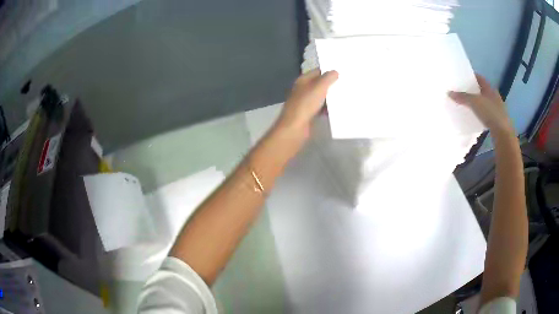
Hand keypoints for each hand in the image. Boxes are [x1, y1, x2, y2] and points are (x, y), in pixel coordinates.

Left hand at [274, 69, 338, 138]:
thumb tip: (335, 71)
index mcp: (303, 80)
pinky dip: (328, 108)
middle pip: (319, 84)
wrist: (295, 127)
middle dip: (331, 84)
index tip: (342, 71)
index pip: (317, 71)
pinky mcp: (309, 114)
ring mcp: (305, 102)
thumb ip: (327, 78)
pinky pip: (321, 108)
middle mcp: (303, 89)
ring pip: (321, 96)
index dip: (328, 71)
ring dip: (330, 97)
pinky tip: (337, 109)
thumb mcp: (319, 87)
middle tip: (346, 83)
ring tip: (345, 95)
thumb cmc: (306, 104)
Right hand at [448, 74, 513, 135]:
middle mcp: (494, 96)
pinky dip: (481, 113)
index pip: (479, 78)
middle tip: (462, 91)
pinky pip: (486, 113)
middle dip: (473, 90)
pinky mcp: (497, 120)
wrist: (503, 133)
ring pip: (484, 102)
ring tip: (467, 104)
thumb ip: (462, 97)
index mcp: (490, 88)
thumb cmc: (490, 113)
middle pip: (482, 90)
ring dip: (477, 103)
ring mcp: (497, 109)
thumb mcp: (474, 103)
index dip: (471, 76)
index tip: (462, 77)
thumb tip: (449, 93)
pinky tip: (475, 117)